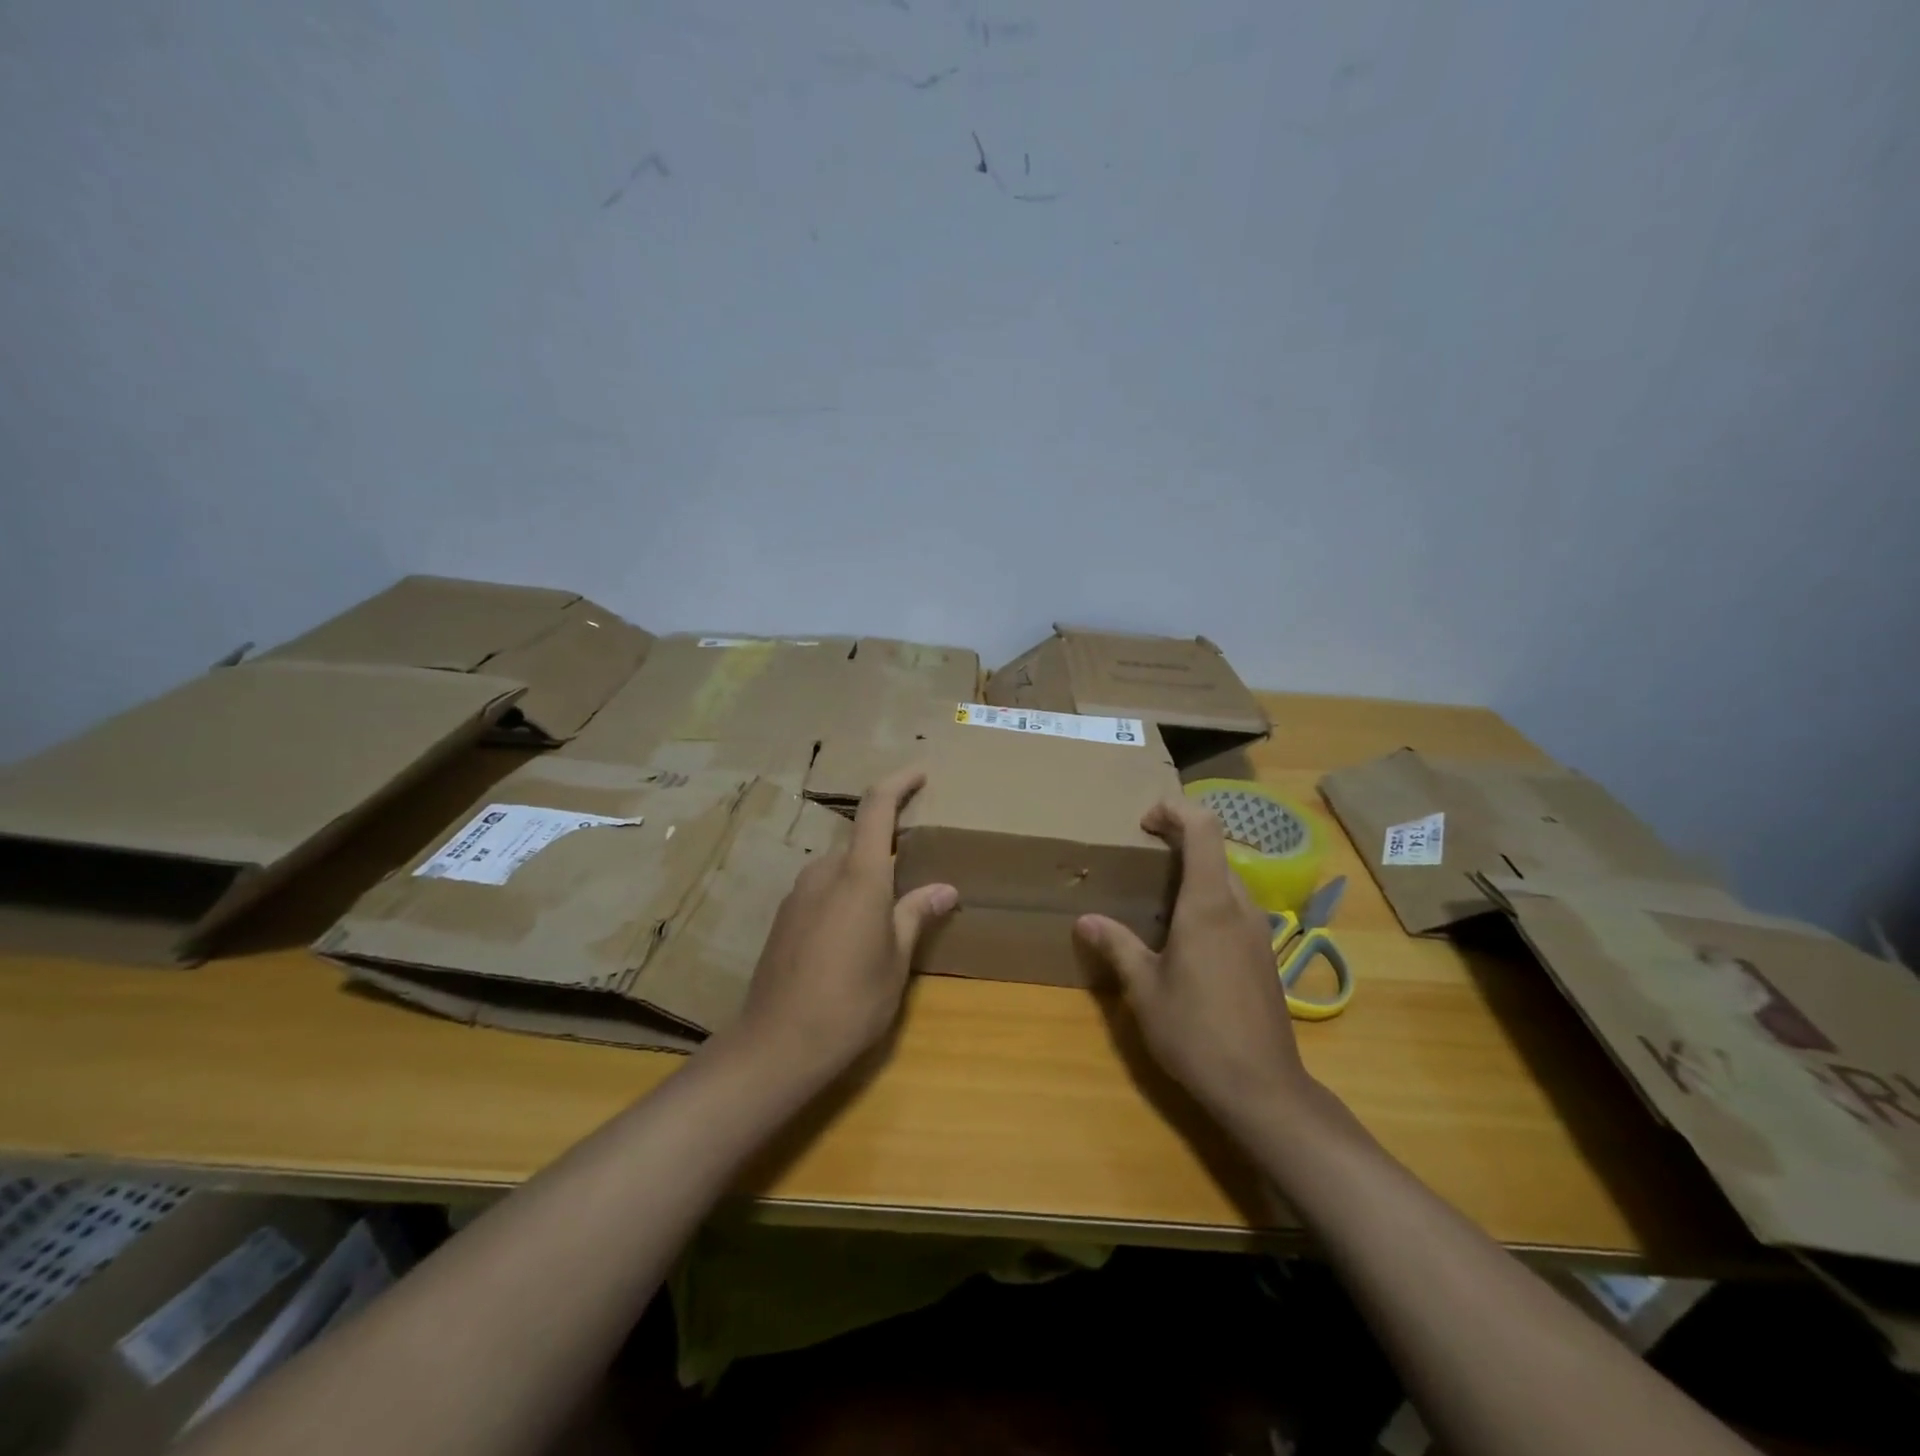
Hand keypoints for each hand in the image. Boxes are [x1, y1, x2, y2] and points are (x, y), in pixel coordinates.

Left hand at [731, 769, 957, 1079]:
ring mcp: (798, 894)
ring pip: (839, 867)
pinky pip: (821, 890)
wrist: (777, 1044)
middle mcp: (824, 872)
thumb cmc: (851, 1001)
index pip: (877, 808)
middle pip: (859, 841)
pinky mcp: (783, 917)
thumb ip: (916, 915)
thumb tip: (945, 889)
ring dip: (865, 876)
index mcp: (859, 876)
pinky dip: (843, 896)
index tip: (920, 773)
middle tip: (916, 871)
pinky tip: (852, 935)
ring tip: (886, 912)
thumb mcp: (896, 961)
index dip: (899, 783)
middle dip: (887, 847)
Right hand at [1074, 797, 1310, 1124]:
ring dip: (1196, 870)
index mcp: (1209, 904)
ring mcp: (1258, 931)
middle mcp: (1239, 907)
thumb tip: (1085, 920)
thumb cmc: (1196, 1033)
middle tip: (1142, 855)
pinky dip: (1209, 898)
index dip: (1175, 810)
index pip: (1203, 828)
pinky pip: (1236, 906)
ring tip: (1158, 894)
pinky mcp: (1264, 954)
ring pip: (1228, 878)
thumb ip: (1116, 946)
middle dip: (1180, 838)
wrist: (1262, 1088)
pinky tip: (1185, 935)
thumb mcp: (1144, 989)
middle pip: (1216, 849)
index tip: (1144, 822)